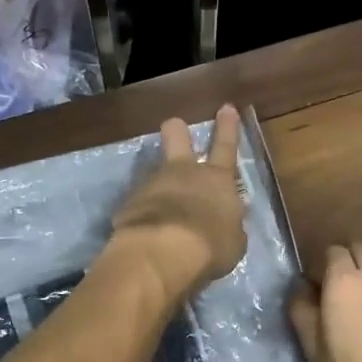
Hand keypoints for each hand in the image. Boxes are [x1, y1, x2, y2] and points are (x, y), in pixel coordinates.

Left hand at [109, 105, 246, 300]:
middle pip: (176, 137)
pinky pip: (138, 204)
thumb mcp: (233, 241)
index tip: (226, 107)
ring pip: (154, 173)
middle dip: (176, 130)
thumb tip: (230, 216)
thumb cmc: (210, 246)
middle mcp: (183, 173)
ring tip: (160, 214)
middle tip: (174, 125)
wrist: (162, 254)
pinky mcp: (128, 204)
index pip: (225, 147)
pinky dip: (142, 215)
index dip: (227, 127)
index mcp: (216, 180)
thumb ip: (231, 225)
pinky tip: (144, 234)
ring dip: (158, 187)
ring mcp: (152, 184)